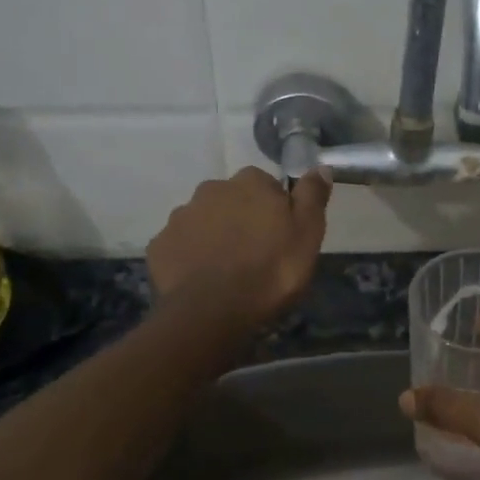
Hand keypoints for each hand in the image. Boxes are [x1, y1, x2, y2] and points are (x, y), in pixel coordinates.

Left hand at [147, 167, 330, 330]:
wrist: (213, 311)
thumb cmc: (271, 270)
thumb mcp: (307, 234)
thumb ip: (312, 196)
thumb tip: (319, 167)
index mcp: (250, 183)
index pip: (267, 185)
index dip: (275, 209)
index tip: (281, 235)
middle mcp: (211, 189)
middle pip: (232, 200)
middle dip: (242, 219)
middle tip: (255, 254)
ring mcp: (181, 216)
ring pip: (204, 221)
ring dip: (215, 236)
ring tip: (227, 270)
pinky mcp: (160, 245)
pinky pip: (181, 245)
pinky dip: (191, 257)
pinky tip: (202, 280)